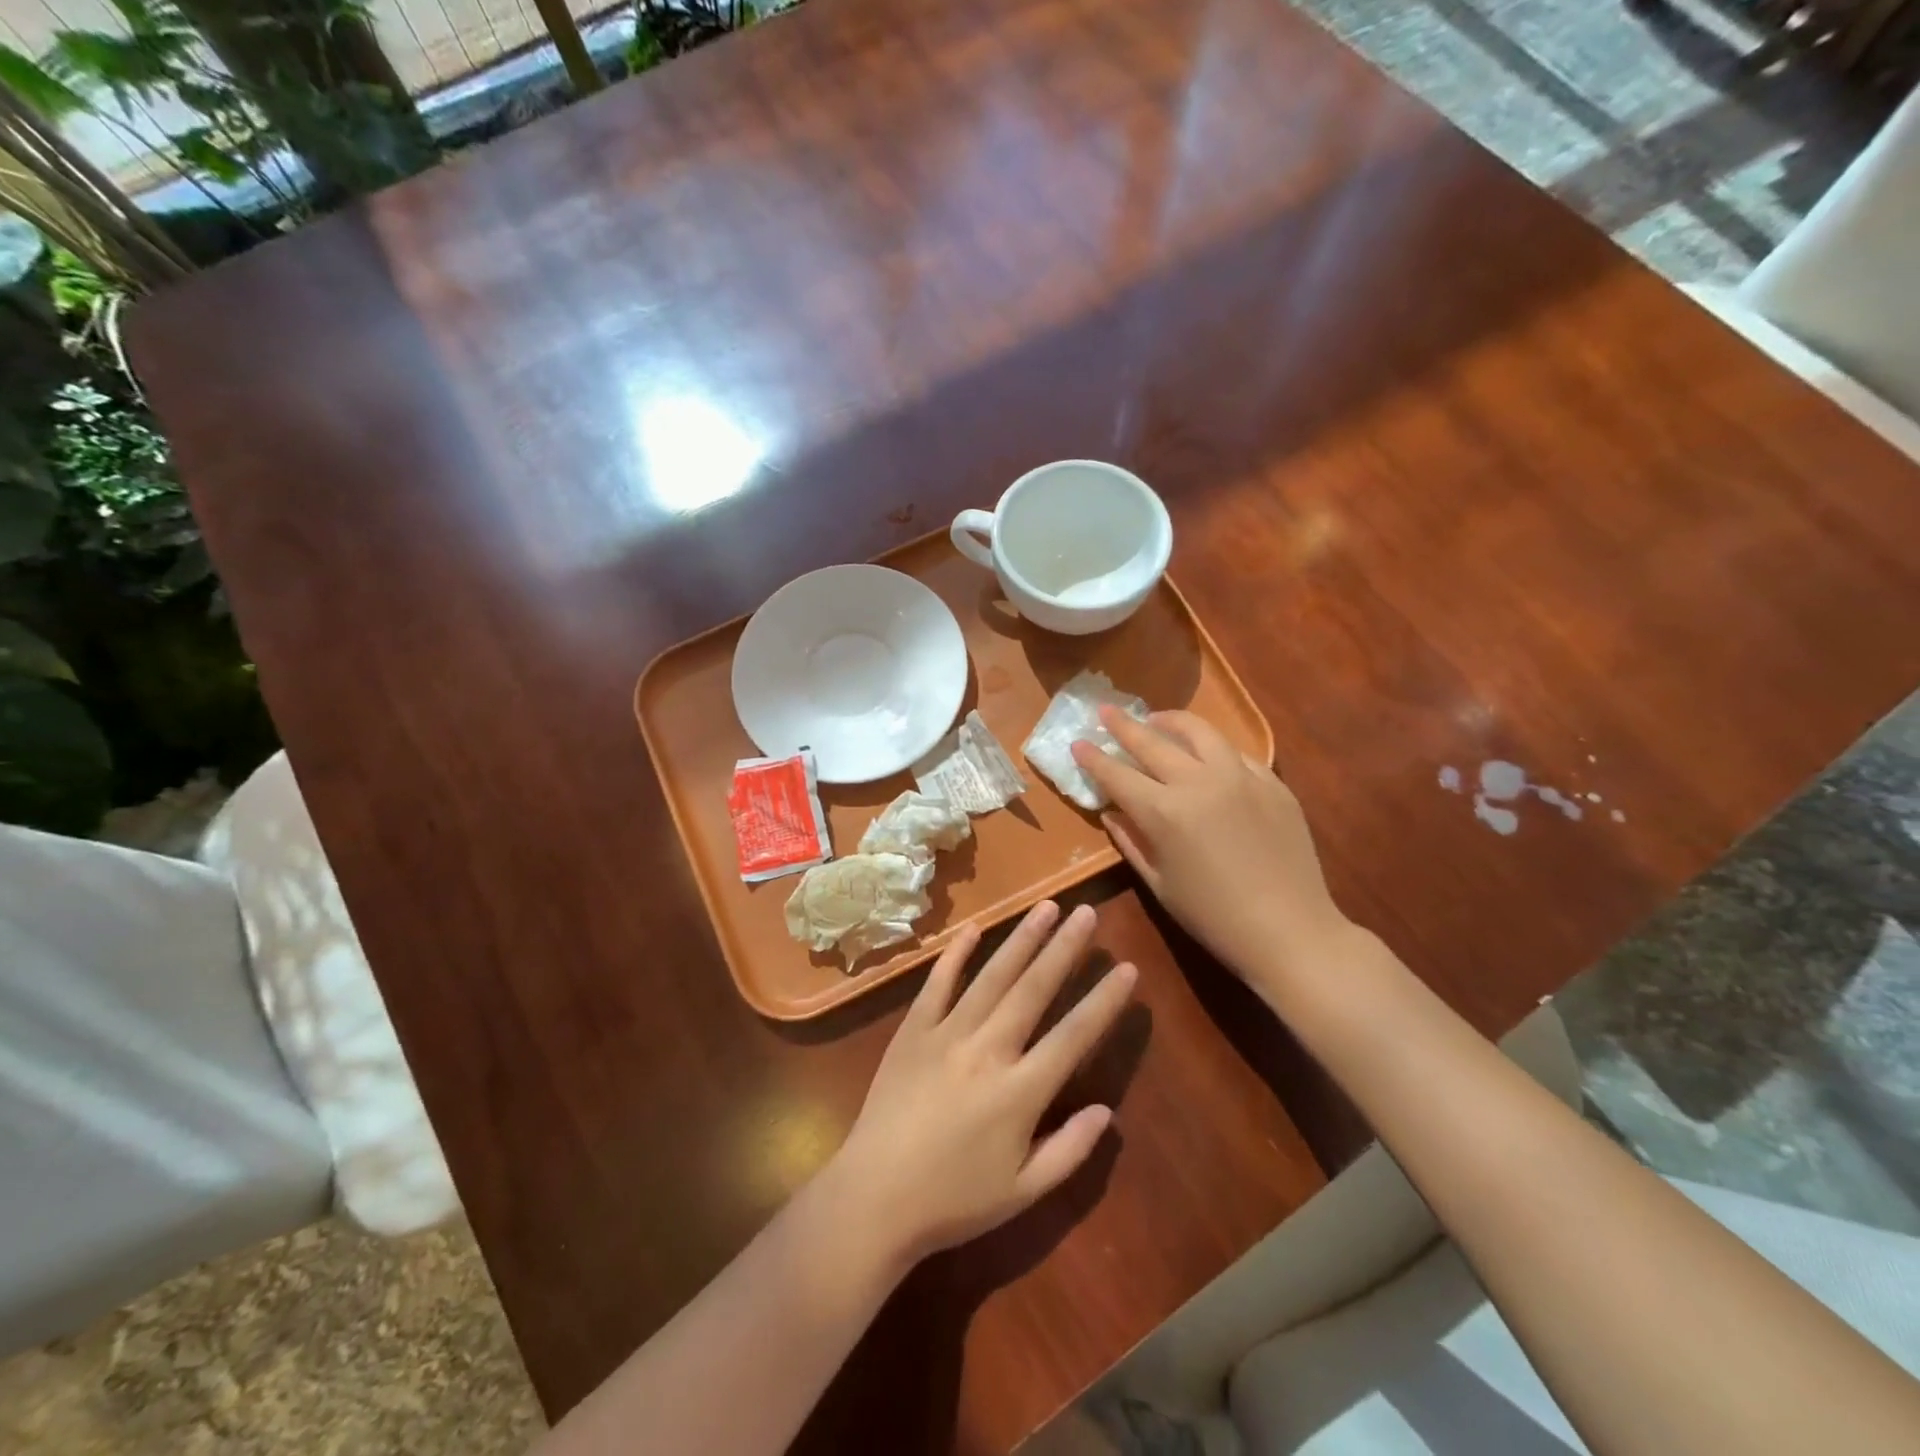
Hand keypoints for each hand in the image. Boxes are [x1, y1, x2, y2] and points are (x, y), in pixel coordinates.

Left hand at [830, 902, 1134, 1268]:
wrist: (874, 1198)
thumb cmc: (953, 1201)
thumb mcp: (1023, 1193)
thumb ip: (1070, 1151)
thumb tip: (1107, 1111)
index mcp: (1019, 1092)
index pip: (1073, 1036)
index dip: (1103, 1001)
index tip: (1127, 969)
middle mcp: (987, 1050)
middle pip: (1034, 989)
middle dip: (1064, 948)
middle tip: (1088, 913)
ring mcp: (946, 1034)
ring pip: (992, 976)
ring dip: (1021, 939)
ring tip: (1046, 907)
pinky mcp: (912, 1030)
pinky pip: (937, 984)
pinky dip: (956, 955)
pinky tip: (973, 929)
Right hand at [1072, 708, 1352, 996]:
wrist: (1290, 931)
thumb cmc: (1213, 917)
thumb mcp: (1159, 884)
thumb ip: (1130, 841)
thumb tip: (1110, 811)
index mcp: (1164, 812)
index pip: (1117, 775)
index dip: (1094, 758)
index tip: (1078, 742)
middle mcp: (1199, 782)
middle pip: (1152, 742)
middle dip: (1123, 725)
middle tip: (1106, 711)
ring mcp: (1241, 777)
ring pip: (1200, 732)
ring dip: (1171, 722)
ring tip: (1156, 719)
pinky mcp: (1272, 782)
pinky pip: (1236, 753)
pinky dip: (1213, 748)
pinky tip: (1207, 754)